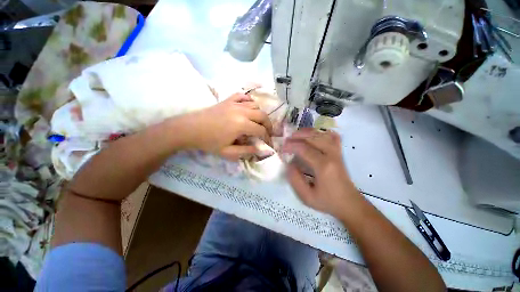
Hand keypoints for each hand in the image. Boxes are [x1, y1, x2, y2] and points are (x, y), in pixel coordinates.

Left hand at [174, 93, 272, 159]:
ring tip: (258, 123)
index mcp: (242, 125)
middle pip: (262, 115)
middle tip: (268, 133)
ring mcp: (234, 104)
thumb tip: (259, 150)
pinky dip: (249, 101)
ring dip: (260, 114)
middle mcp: (241, 111)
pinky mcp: (228, 100)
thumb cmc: (209, 142)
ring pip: (255, 105)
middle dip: (268, 125)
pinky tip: (248, 107)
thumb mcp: (228, 152)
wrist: (190, 129)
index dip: (267, 138)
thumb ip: (246, 151)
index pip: (261, 130)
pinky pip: (243, 96)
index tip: (268, 144)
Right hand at [282, 128, 360, 218]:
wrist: (350, 204)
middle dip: (298, 135)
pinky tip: (314, 135)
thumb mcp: (307, 197)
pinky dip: (322, 133)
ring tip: (297, 135)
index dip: (291, 146)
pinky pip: (332, 137)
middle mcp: (331, 155)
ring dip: (308, 132)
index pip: (304, 149)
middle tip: (287, 140)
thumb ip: (295, 180)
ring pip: (322, 134)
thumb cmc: (327, 201)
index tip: (282, 148)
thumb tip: (289, 163)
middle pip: (314, 137)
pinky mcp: (339, 153)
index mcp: (323, 166)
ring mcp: (337, 152)